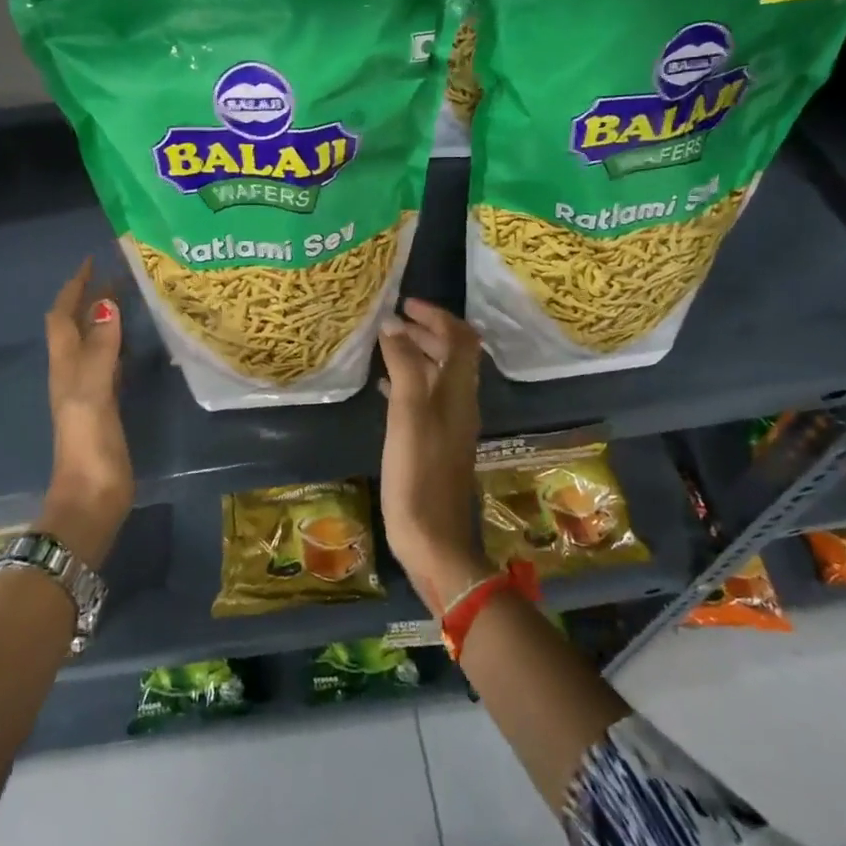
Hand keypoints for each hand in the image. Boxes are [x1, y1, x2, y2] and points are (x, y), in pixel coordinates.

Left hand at [41, 258, 133, 563]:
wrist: (91, 498)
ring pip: (92, 344)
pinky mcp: (105, 409)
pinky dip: (117, 346)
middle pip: (76, 327)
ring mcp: (88, 393)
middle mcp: (73, 374)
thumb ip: (101, 349)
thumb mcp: (94, 392)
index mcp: (66, 367)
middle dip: (90, 298)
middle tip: (117, 275)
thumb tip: (106, 303)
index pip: (63, 317)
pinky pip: (109, 365)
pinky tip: (134, 345)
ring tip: (127, 299)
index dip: (74, 288)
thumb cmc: (89, 444)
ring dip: (103, 320)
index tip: (92, 261)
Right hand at [377, 299, 487, 617]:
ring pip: (439, 377)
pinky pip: (426, 400)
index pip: (462, 339)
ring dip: (417, 355)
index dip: (438, 316)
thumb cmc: (417, 475)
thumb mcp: (407, 416)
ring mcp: (450, 426)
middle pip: (453, 355)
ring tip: (384, 347)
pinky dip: (409, 383)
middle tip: (391, 323)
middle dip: (426, 332)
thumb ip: (404, 368)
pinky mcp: (436, 444)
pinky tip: (384, 388)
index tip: (405, 305)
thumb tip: (393, 326)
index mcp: (459, 393)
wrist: (433, 540)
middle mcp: (461, 404)